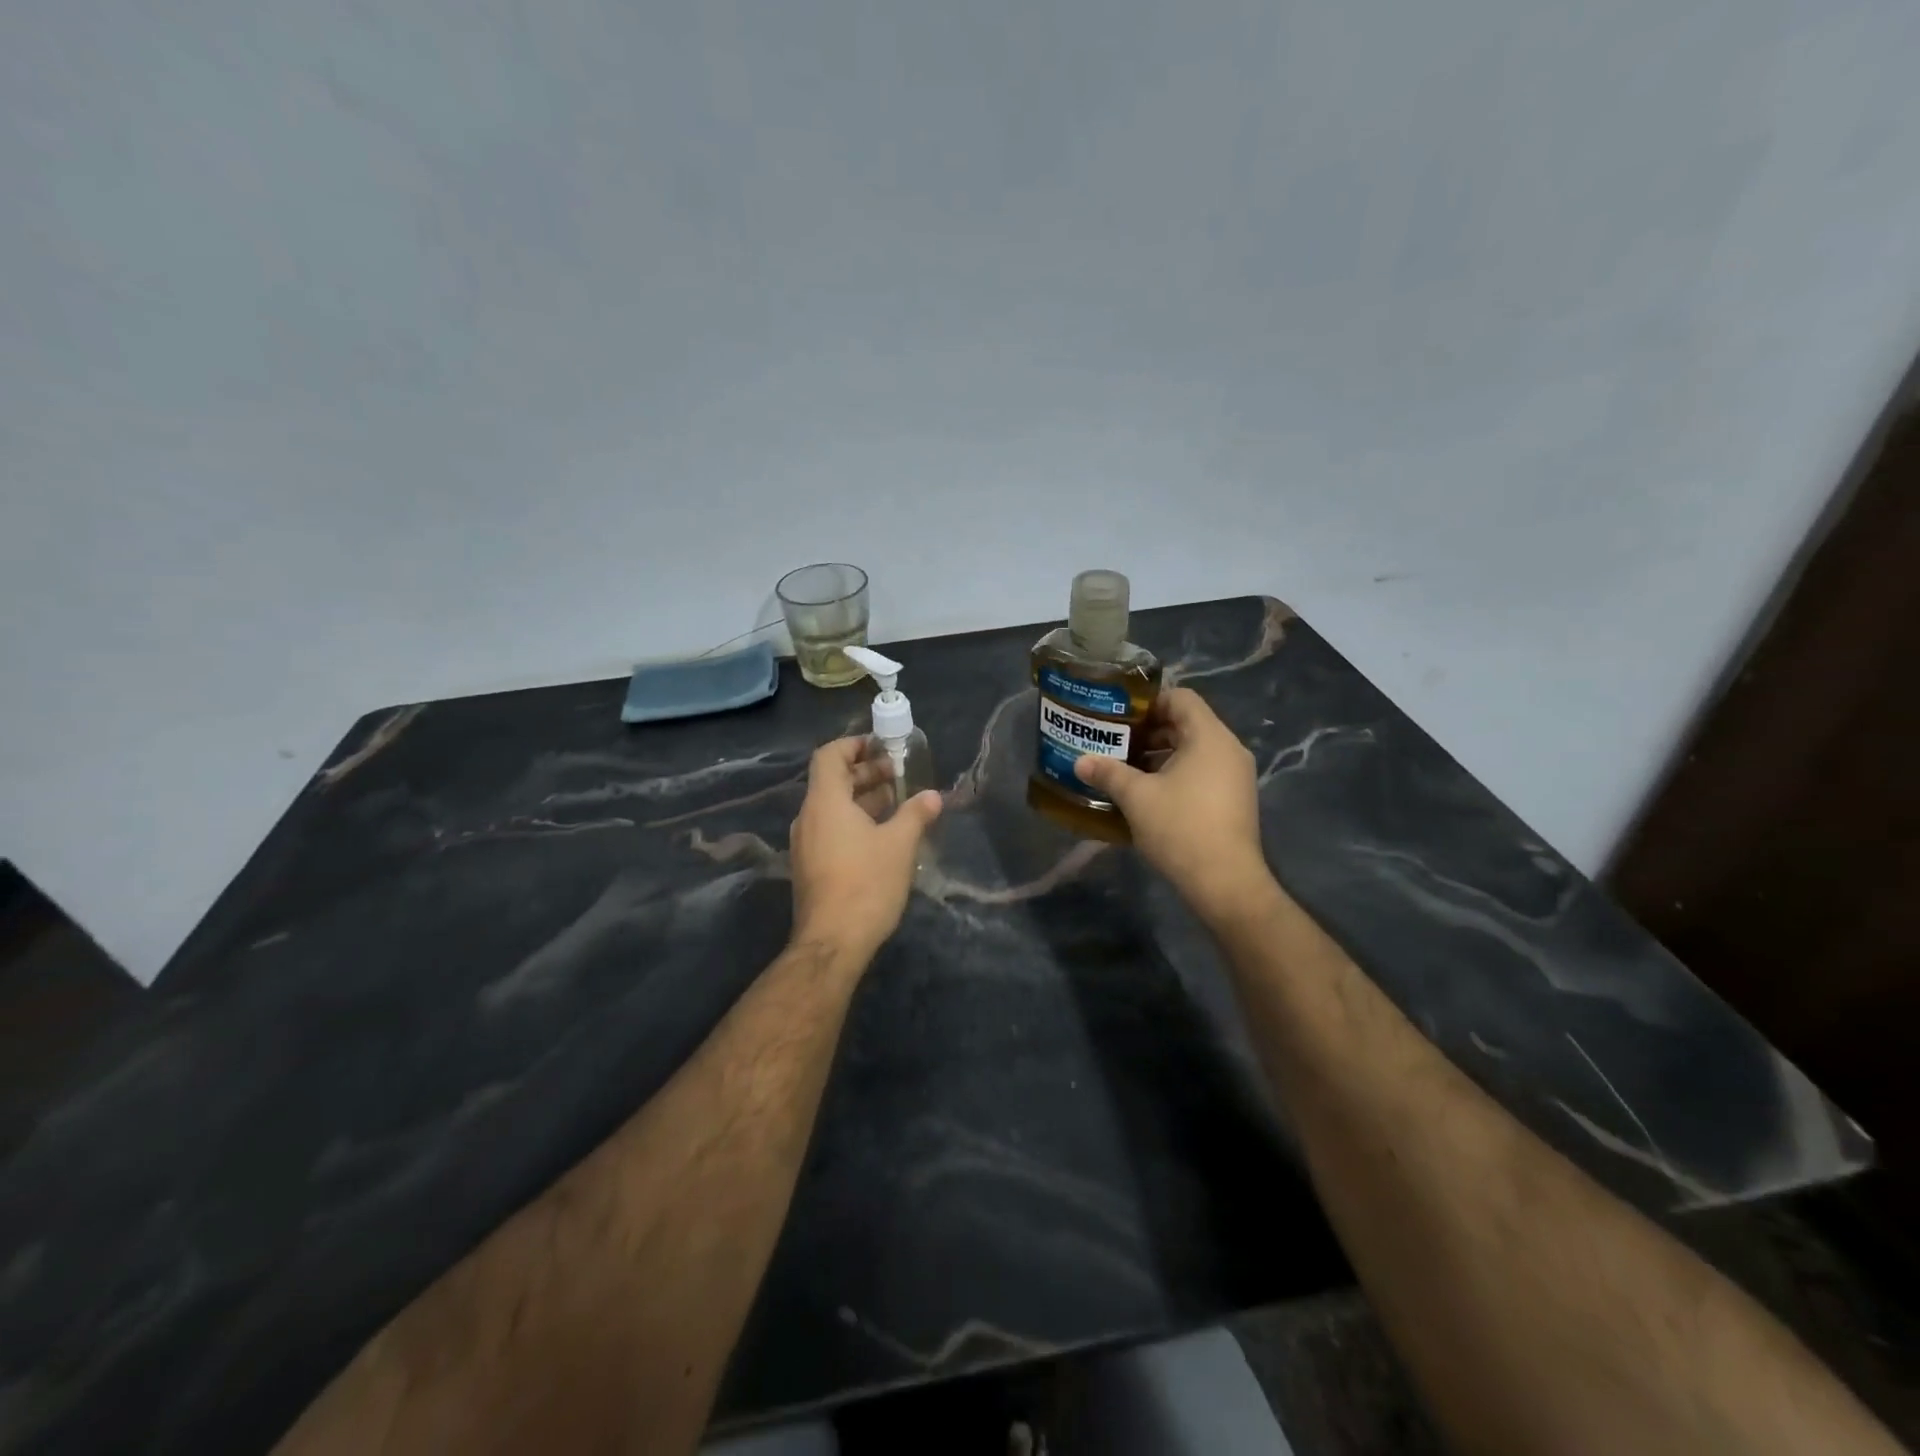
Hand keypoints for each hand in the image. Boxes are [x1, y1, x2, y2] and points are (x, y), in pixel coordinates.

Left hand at [788, 738, 942, 963]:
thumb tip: (933, 796)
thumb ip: (916, 814)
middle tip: (899, 774)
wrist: (833, 942)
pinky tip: (883, 835)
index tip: (882, 747)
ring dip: (863, 799)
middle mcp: (808, 817)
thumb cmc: (866, 884)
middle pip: (833, 781)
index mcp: (825, 802)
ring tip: (897, 802)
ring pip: (833, 808)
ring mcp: (806, 844)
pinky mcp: (811, 866)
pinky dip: (854, 822)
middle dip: (866, 773)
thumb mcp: (899, 845)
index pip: (829, 755)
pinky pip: (831, 829)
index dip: (854, 745)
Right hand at [1073, 687, 1273, 923]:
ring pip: (1193, 752)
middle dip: (1148, 732)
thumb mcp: (1136, 797)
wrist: (1225, 883)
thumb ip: (1108, 773)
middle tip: (1114, 743)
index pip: (1180, 698)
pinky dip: (1175, 775)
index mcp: (1209, 737)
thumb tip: (1079, 761)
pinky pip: (1201, 773)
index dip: (1148, 702)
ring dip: (1158, 756)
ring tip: (1124, 770)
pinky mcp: (1234, 801)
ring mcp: (1235, 777)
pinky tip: (1146, 795)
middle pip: (1186, 724)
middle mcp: (1228, 750)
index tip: (1118, 717)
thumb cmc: (1180, 828)